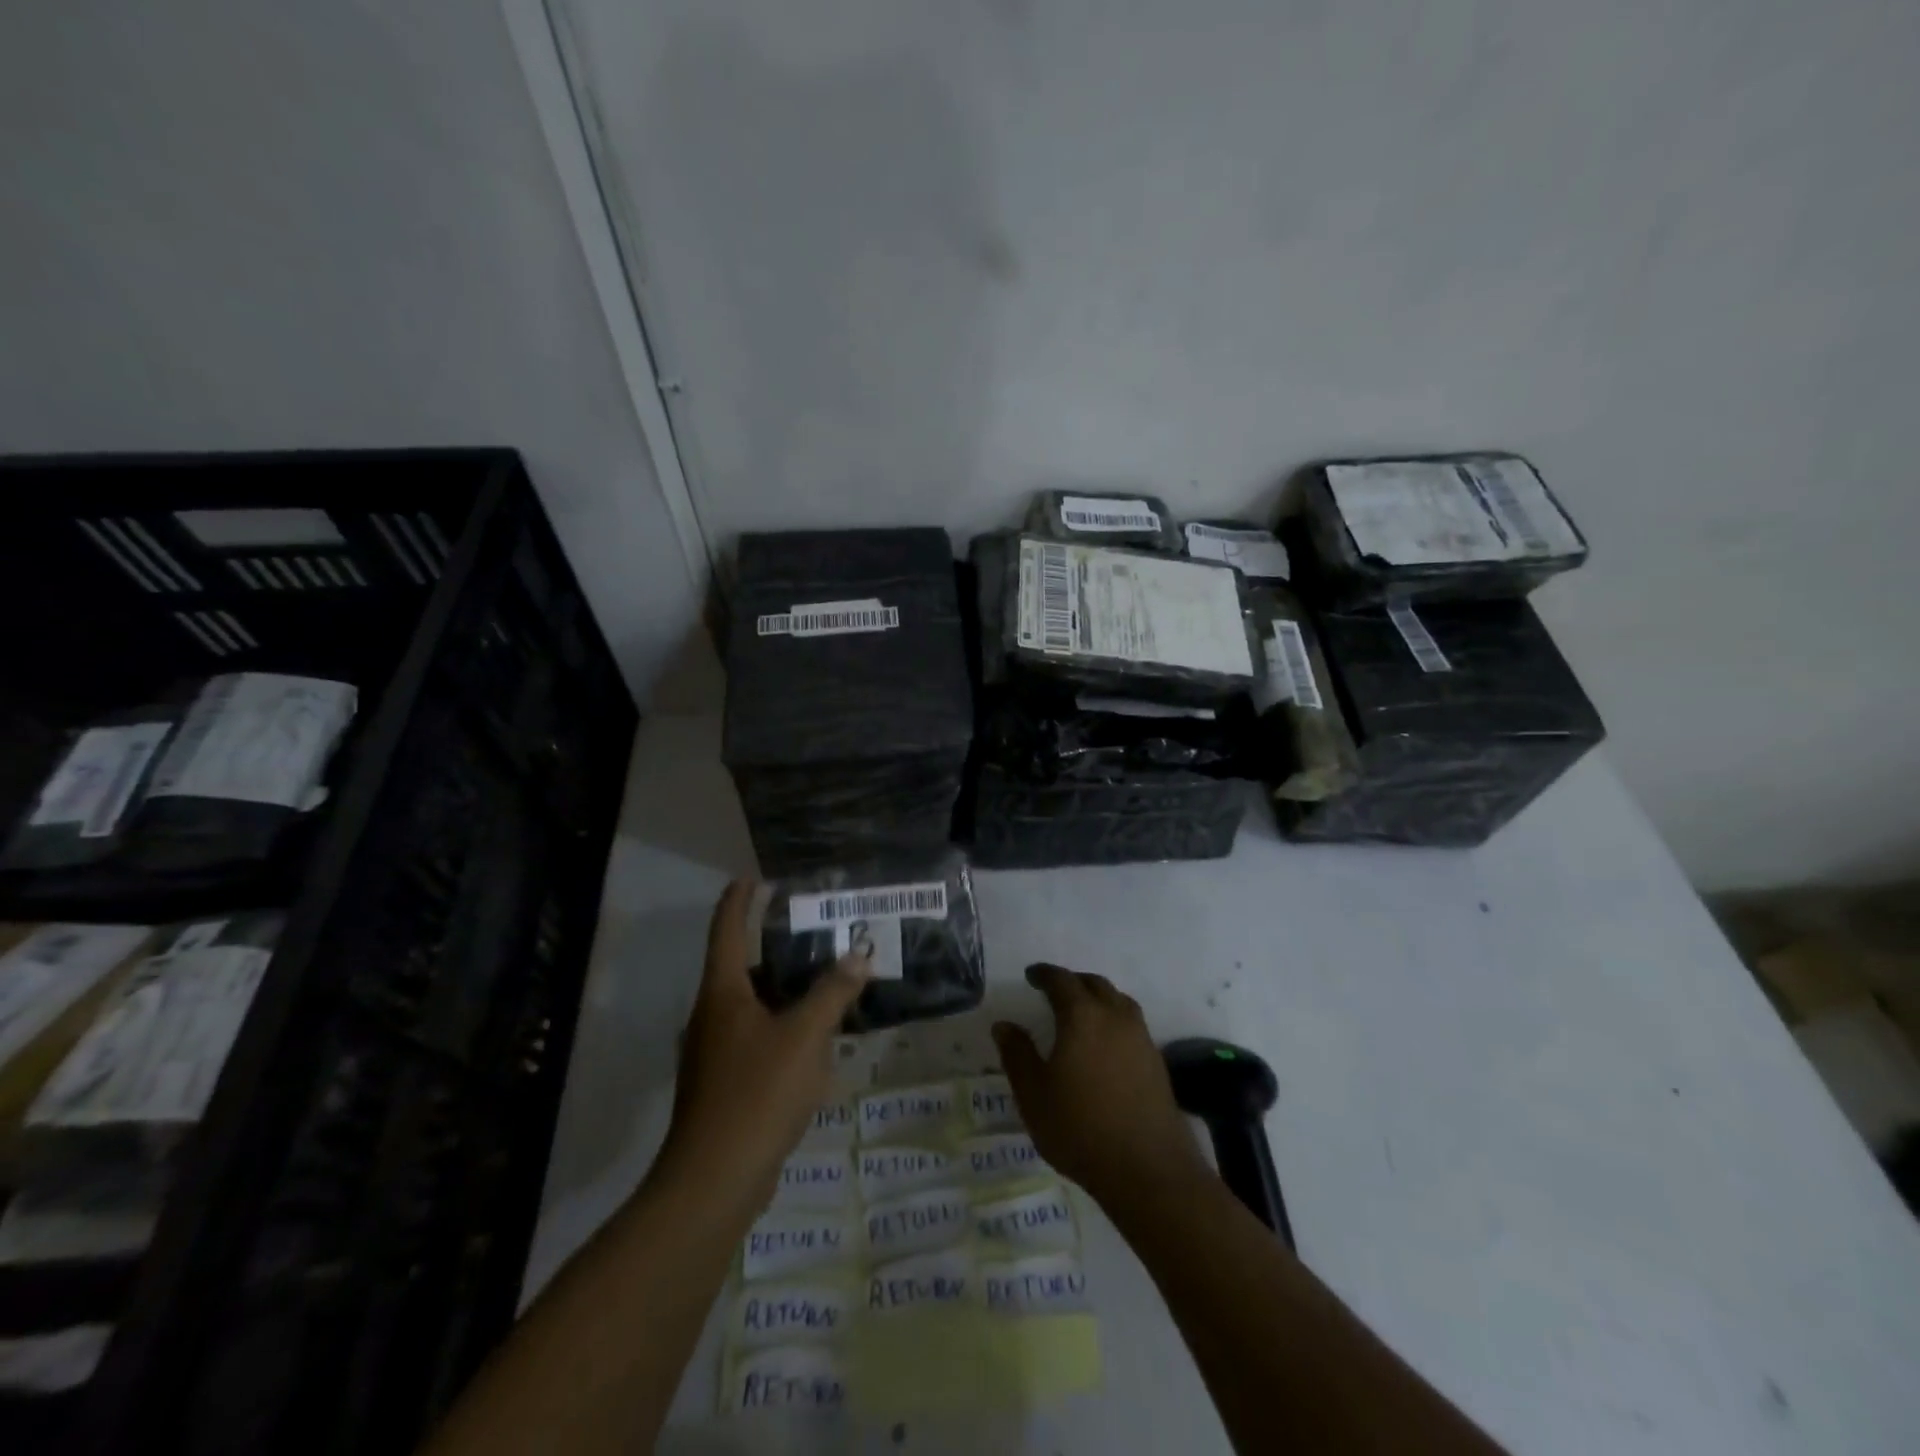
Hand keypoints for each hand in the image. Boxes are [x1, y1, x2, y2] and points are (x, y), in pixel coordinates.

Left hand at [656, 881, 868, 1208]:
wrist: (714, 1181)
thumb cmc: (757, 1093)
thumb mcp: (805, 1036)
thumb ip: (833, 993)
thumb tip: (858, 955)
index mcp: (722, 993)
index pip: (726, 930)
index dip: (738, 900)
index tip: (754, 877)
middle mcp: (712, 1015)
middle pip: (739, 965)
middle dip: (771, 943)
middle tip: (810, 926)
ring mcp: (715, 1052)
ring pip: (750, 1004)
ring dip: (782, 987)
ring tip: (821, 975)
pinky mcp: (725, 1083)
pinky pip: (757, 1036)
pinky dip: (782, 1023)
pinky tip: (814, 1035)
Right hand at [993, 963, 1206, 1207]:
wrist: (1147, 1169)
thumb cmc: (1080, 1128)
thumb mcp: (1034, 1095)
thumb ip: (1017, 1055)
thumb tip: (1004, 1025)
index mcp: (1082, 1016)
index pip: (1061, 980)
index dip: (1044, 974)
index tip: (1031, 976)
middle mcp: (1115, 1016)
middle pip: (1094, 984)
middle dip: (1073, 982)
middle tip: (1055, 991)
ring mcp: (1141, 1037)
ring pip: (1118, 1001)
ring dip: (1098, 997)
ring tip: (1083, 1012)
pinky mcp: (1156, 1061)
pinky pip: (1132, 1024)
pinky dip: (1115, 1020)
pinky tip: (1106, 1044)